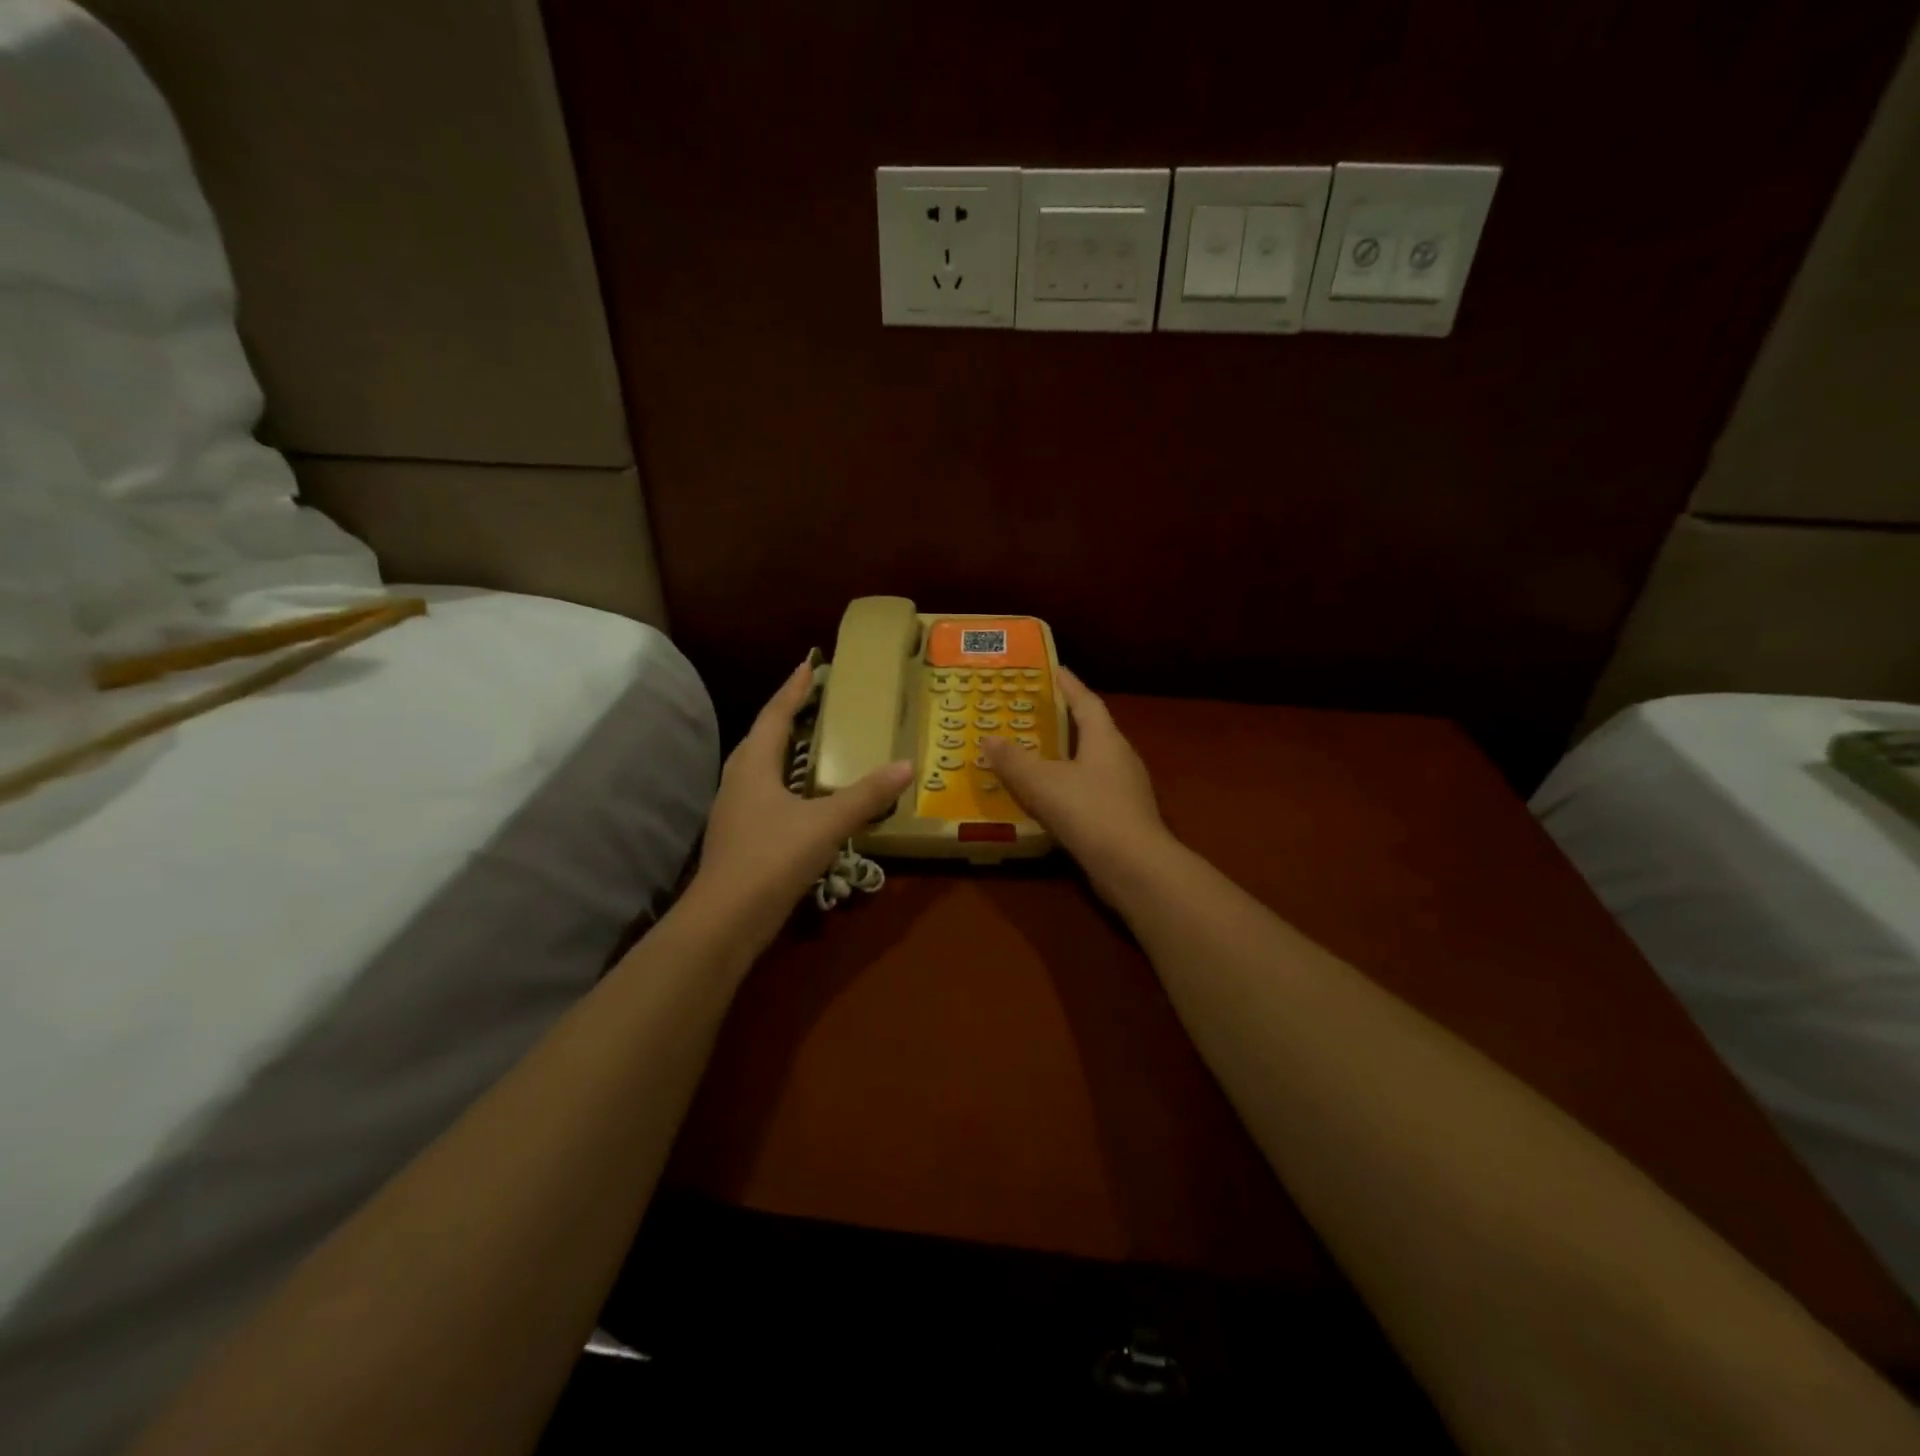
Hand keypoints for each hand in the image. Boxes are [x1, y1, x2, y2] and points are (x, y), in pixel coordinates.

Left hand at [691, 662, 913, 942]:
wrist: (726, 919)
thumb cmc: (772, 858)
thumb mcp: (826, 824)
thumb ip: (866, 795)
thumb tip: (906, 765)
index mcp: (754, 766)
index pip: (775, 715)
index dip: (793, 689)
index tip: (810, 664)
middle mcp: (738, 781)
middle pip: (761, 737)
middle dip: (785, 715)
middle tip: (812, 701)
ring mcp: (734, 811)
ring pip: (758, 767)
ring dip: (781, 749)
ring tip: (808, 742)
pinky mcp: (738, 836)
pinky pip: (762, 793)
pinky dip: (783, 782)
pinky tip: (800, 797)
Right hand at [982, 668, 1171, 892]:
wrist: (1134, 867)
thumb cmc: (1089, 812)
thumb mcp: (1043, 783)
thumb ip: (1014, 760)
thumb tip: (988, 738)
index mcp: (1105, 739)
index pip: (1086, 701)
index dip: (1069, 685)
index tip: (1053, 670)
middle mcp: (1120, 757)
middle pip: (1092, 730)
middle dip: (1065, 720)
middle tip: (1034, 713)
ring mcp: (1126, 789)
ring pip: (1091, 763)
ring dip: (1066, 757)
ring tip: (1034, 755)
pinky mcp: (1123, 817)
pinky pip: (1091, 791)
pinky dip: (1069, 788)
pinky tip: (1049, 800)